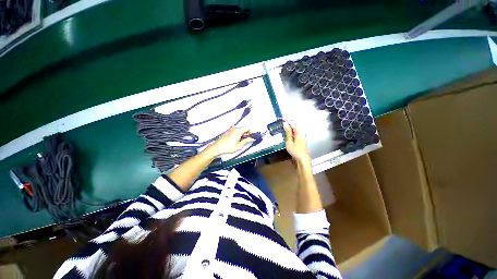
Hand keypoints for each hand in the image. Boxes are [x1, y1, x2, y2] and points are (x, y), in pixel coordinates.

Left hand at [206, 127, 254, 156]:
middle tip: (247, 140)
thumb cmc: (227, 147)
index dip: (251, 132)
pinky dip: (238, 134)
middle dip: (247, 133)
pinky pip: (236, 130)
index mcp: (238, 131)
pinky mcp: (228, 131)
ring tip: (242, 141)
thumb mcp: (239, 146)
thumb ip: (246, 141)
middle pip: (244, 128)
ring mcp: (231, 129)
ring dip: (242, 134)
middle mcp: (235, 128)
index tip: (252, 137)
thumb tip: (252, 138)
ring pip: (240, 129)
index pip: (247, 128)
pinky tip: (237, 140)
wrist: (217, 147)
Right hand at [283, 120, 310, 165]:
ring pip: (296, 130)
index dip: (287, 121)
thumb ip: (288, 132)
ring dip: (290, 127)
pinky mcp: (302, 140)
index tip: (282, 118)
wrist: (302, 159)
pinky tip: (289, 133)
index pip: (292, 124)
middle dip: (289, 123)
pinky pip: (296, 133)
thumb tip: (285, 124)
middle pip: (295, 126)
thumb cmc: (295, 151)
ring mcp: (302, 137)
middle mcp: (302, 133)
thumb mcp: (289, 141)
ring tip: (284, 126)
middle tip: (283, 121)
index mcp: (299, 132)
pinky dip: (292, 131)